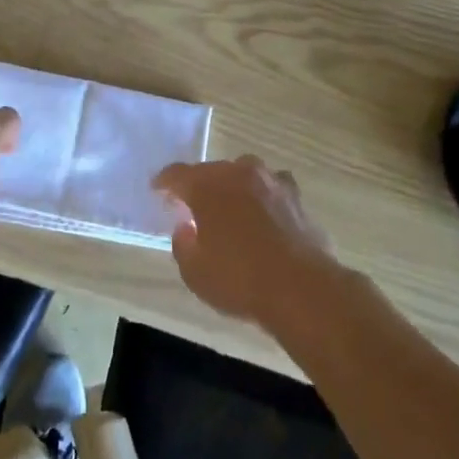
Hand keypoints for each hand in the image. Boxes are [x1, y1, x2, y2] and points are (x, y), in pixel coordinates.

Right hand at [156, 157, 339, 327]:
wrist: (301, 288)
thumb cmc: (239, 279)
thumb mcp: (194, 272)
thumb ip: (183, 244)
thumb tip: (186, 227)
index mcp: (208, 186)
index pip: (178, 174)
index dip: (165, 181)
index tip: (157, 189)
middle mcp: (239, 173)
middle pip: (213, 170)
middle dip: (201, 185)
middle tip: (194, 205)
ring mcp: (272, 181)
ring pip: (245, 173)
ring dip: (234, 186)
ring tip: (231, 207)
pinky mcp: (297, 197)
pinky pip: (272, 188)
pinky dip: (263, 197)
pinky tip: (264, 214)